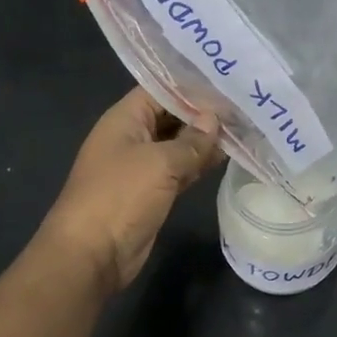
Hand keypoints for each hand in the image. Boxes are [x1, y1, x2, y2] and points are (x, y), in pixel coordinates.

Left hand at [39, 88, 224, 292]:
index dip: (192, 85)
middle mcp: (132, 137)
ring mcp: (142, 166)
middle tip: (244, 104)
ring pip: (178, 145)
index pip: (161, 89)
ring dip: (205, 140)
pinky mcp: (152, 191)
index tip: (227, 81)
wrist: (92, 255)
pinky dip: (200, 164)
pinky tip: (227, 157)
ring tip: (244, 127)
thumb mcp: (160, 162)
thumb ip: (192, 141)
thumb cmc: (120, 196)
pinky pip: (180, 170)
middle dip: (203, 113)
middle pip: (171, 116)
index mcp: (125, 119)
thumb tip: (215, 120)